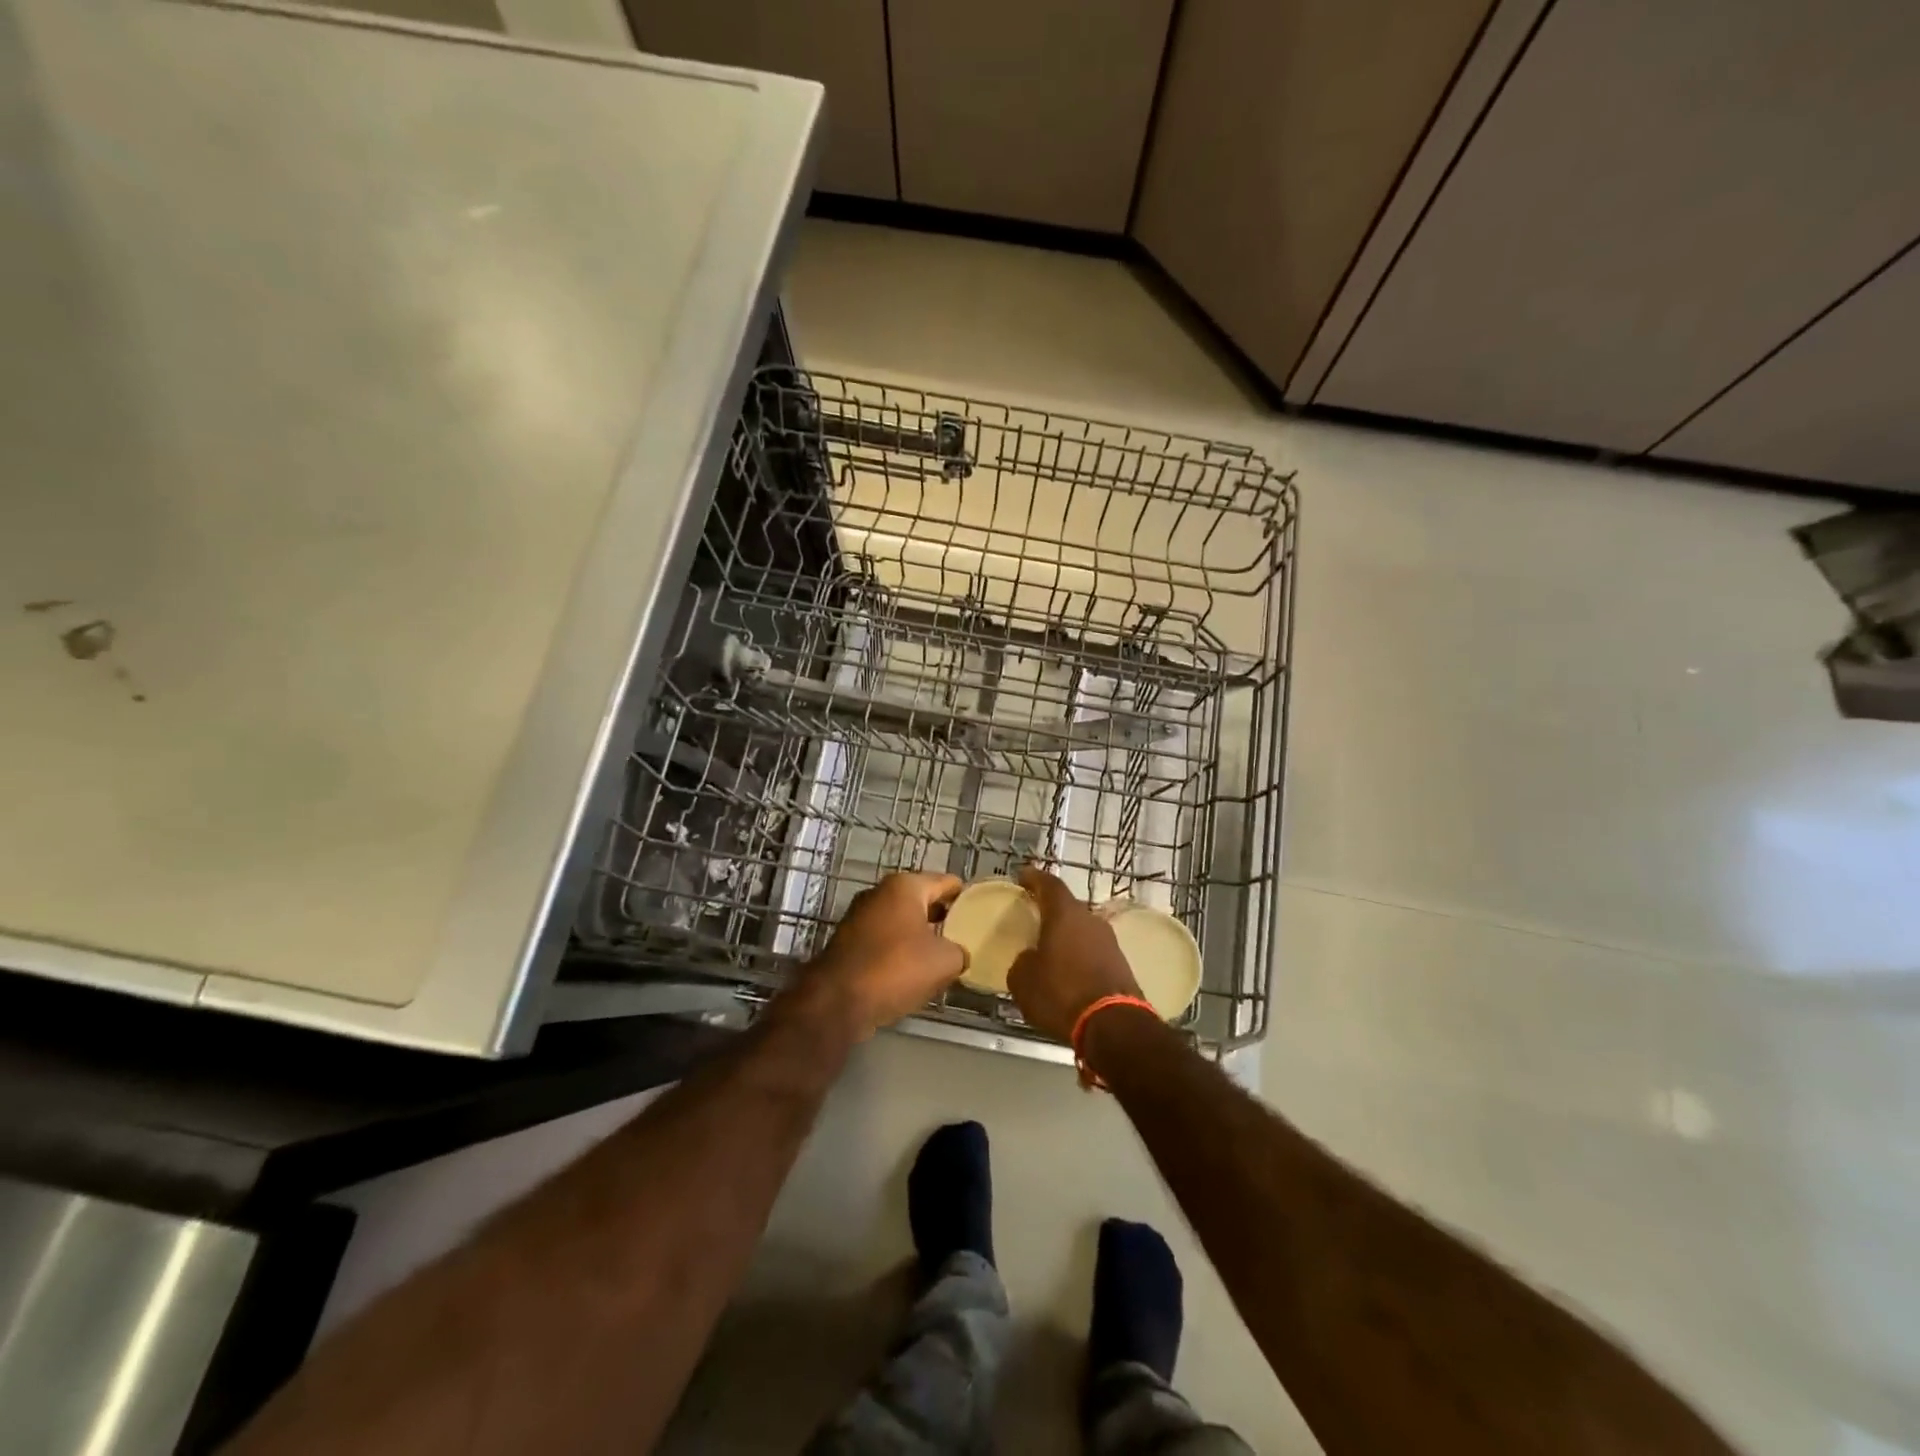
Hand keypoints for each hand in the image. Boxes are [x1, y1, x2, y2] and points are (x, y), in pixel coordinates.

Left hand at [806, 872, 966, 1035]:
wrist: (837, 1000)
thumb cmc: (896, 969)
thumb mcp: (945, 962)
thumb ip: (960, 951)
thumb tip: (958, 954)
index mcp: (905, 886)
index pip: (947, 883)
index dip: (967, 898)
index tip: (982, 915)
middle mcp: (880, 892)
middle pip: (923, 900)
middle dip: (943, 918)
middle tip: (966, 938)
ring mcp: (860, 916)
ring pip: (902, 921)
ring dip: (920, 936)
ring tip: (943, 957)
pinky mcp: (848, 941)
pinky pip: (885, 940)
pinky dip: (899, 950)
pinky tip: (913, 972)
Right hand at [1006, 865, 1144, 1040]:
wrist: (1113, 1025)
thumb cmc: (1061, 993)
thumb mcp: (1024, 980)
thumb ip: (1022, 961)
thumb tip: (1030, 958)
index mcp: (1065, 914)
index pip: (1049, 884)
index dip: (1034, 878)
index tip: (1022, 875)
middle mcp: (1090, 920)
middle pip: (1068, 907)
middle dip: (1051, 911)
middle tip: (1034, 917)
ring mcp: (1110, 941)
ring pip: (1082, 930)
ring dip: (1066, 936)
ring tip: (1049, 949)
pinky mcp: (1121, 964)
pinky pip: (1093, 951)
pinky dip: (1079, 956)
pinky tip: (1068, 972)